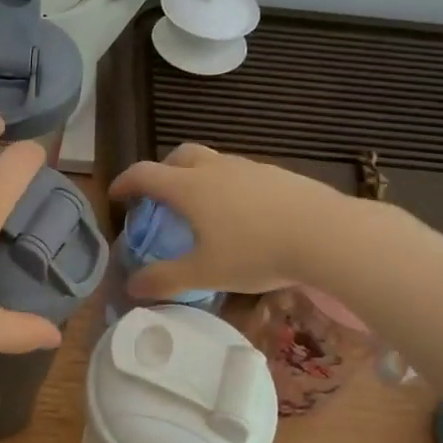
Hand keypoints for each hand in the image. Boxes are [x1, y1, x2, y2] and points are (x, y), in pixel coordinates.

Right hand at [108, 144, 351, 298]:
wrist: (326, 234)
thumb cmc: (255, 252)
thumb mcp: (205, 272)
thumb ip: (165, 279)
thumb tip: (132, 287)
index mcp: (189, 188)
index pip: (145, 174)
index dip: (125, 182)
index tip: (116, 196)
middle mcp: (215, 169)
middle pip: (179, 155)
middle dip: (163, 171)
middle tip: (160, 196)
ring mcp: (249, 168)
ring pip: (213, 162)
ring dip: (198, 177)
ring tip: (203, 209)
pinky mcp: (278, 175)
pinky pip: (241, 173)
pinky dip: (228, 186)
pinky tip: (243, 214)